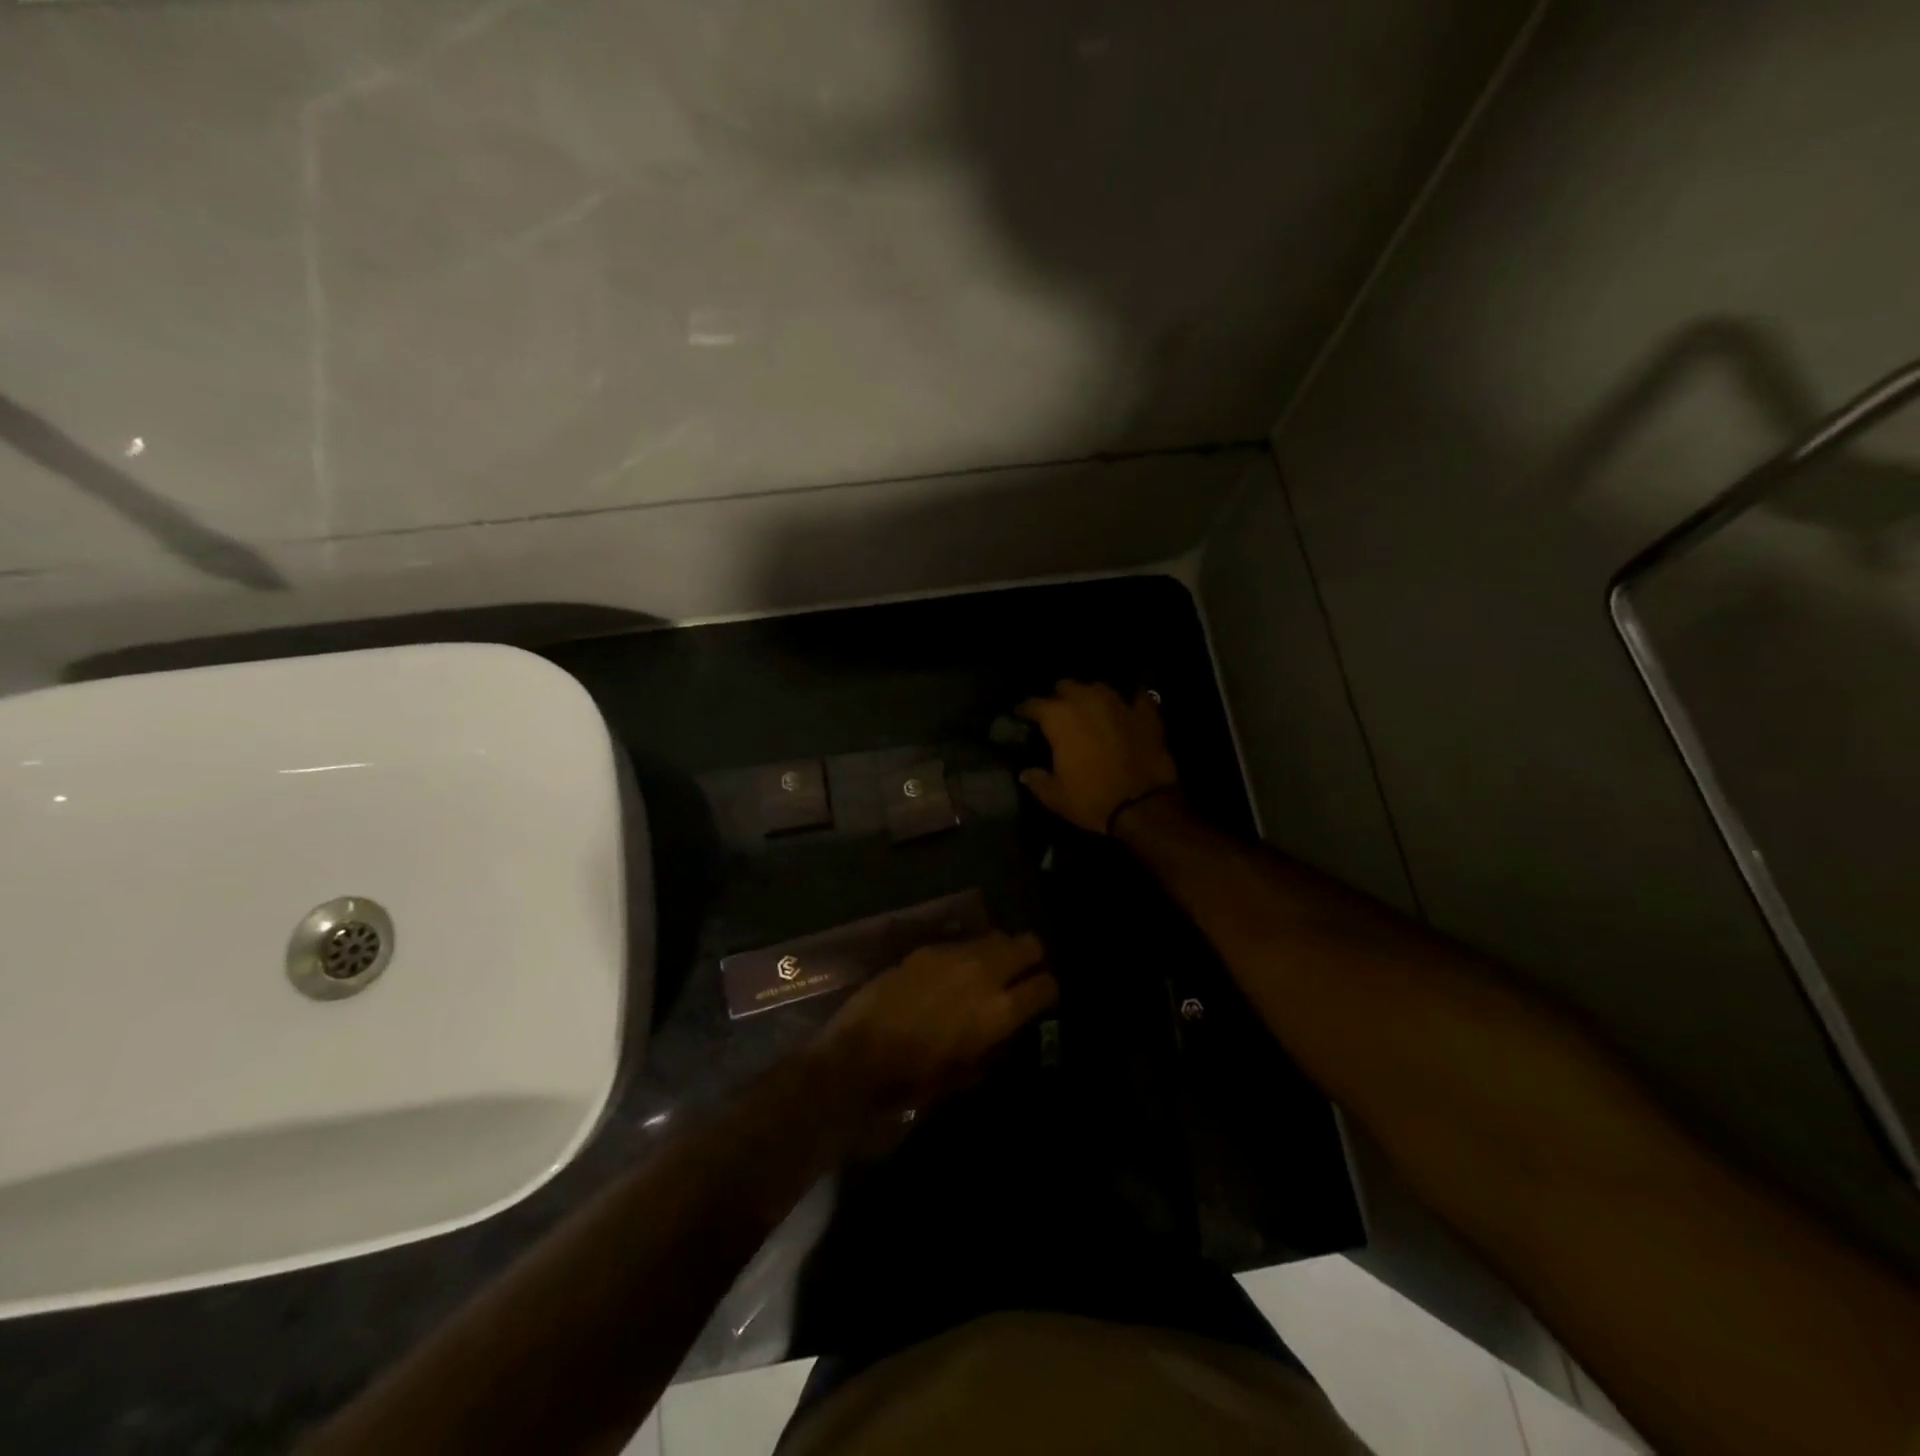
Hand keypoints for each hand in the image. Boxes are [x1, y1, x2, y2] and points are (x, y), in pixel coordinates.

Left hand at [814, 932, 1056, 1134]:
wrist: (860, 1052)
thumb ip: (994, 1045)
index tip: (1042, 997)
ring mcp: (956, 954)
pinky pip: (964, 942)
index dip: (1048, 991)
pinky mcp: (929, 947)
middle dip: (1032, 958)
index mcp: (1000, 1009)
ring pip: (997, 935)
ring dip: (1000, 950)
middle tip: (1024, 973)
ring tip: (990, 968)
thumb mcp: (966, 1073)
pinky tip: (955, 970)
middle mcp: (985, 972)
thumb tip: (1003, 1030)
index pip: (1046, 985)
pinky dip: (970, 952)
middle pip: (1029, 944)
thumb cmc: (915, 1077)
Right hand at [1017, 679, 1179, 834]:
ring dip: (1090, 696)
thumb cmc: (1092, 800)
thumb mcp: (1056, 797)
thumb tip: (1025, 773)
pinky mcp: (1146, 714)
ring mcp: (1119, 704)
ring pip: (1098, 687)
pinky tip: (1127, 710)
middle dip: (1060, 696)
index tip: (1021, 714)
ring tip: (1089, 709)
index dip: (1025, 709)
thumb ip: (1037, 780)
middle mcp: (1087, 702)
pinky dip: (1129, 703)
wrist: (1143, 805)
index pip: (1034, 704)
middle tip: (1058, 712)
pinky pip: (1135, 698)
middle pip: (1067, 686)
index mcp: (1060, 719)